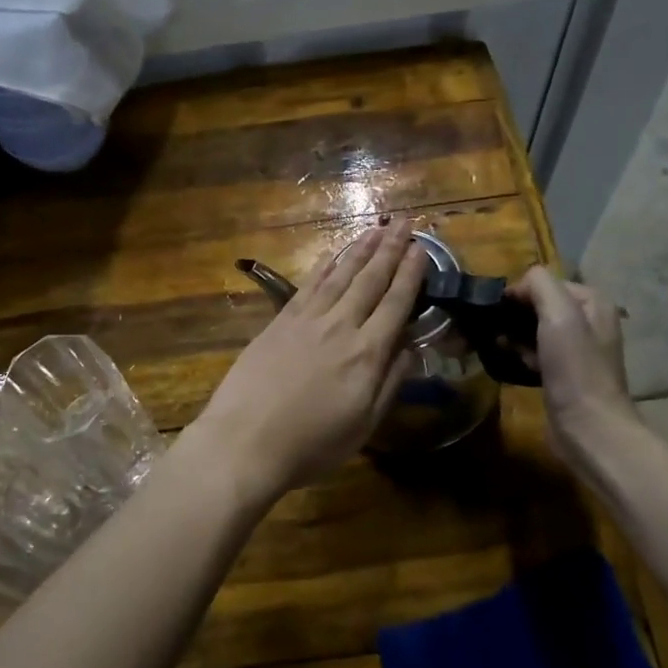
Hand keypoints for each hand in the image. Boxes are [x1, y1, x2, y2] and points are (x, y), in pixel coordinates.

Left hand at [195, 221, 429, 495]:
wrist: (245, 441)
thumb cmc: (311, 444)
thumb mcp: (364, 425)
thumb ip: (390, 382)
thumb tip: (410, 348)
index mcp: (367, 353)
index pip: (396, 303)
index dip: (411, 274)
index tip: (422, 249)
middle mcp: (340, 326)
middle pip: (370, 280)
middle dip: (391, 249)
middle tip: (405, 222)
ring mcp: (306, 320)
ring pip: (340, 275)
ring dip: (361, 250)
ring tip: (377, 229)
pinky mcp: (279, 321)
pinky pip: (308, 285)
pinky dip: (324, 265)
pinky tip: (334, 254)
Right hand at [507, 267, 641, 470]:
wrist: (588, 427)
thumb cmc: (575, 369)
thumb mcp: (560, 315)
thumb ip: (540, 286)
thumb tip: (518, 284)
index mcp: (592, 302)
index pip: (545, 282)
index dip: (519, 292)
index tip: (495, 310)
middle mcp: (588, 321)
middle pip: (539, 305)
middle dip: (514, 314)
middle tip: (491, 328)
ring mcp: (576, 349)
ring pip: (534, 329)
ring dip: (513, 334)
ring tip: (495, 345)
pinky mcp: (563, 373)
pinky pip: (535, 352)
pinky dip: (520, 353)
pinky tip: (508, 362)